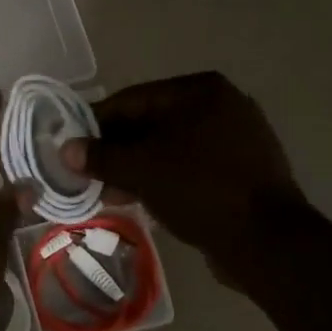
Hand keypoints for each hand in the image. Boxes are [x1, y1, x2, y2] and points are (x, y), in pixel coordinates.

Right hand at [60, 72, 304, 275]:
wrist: (265, 239)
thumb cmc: (199, 189)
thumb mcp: (141, 170)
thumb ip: (101, 157)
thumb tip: (66, 150)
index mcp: (200, 91)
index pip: (132, 100)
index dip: (96, 124)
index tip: (72, 147)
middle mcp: (222, 105)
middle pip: (151, 123)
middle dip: (117, 151)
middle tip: (89, 175)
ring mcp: (237, 138)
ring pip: (170, 148)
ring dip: (137, 169)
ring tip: (110, 194)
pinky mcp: (242, 170)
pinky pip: (190, 167)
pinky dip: (164, 179)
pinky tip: (144, 201)